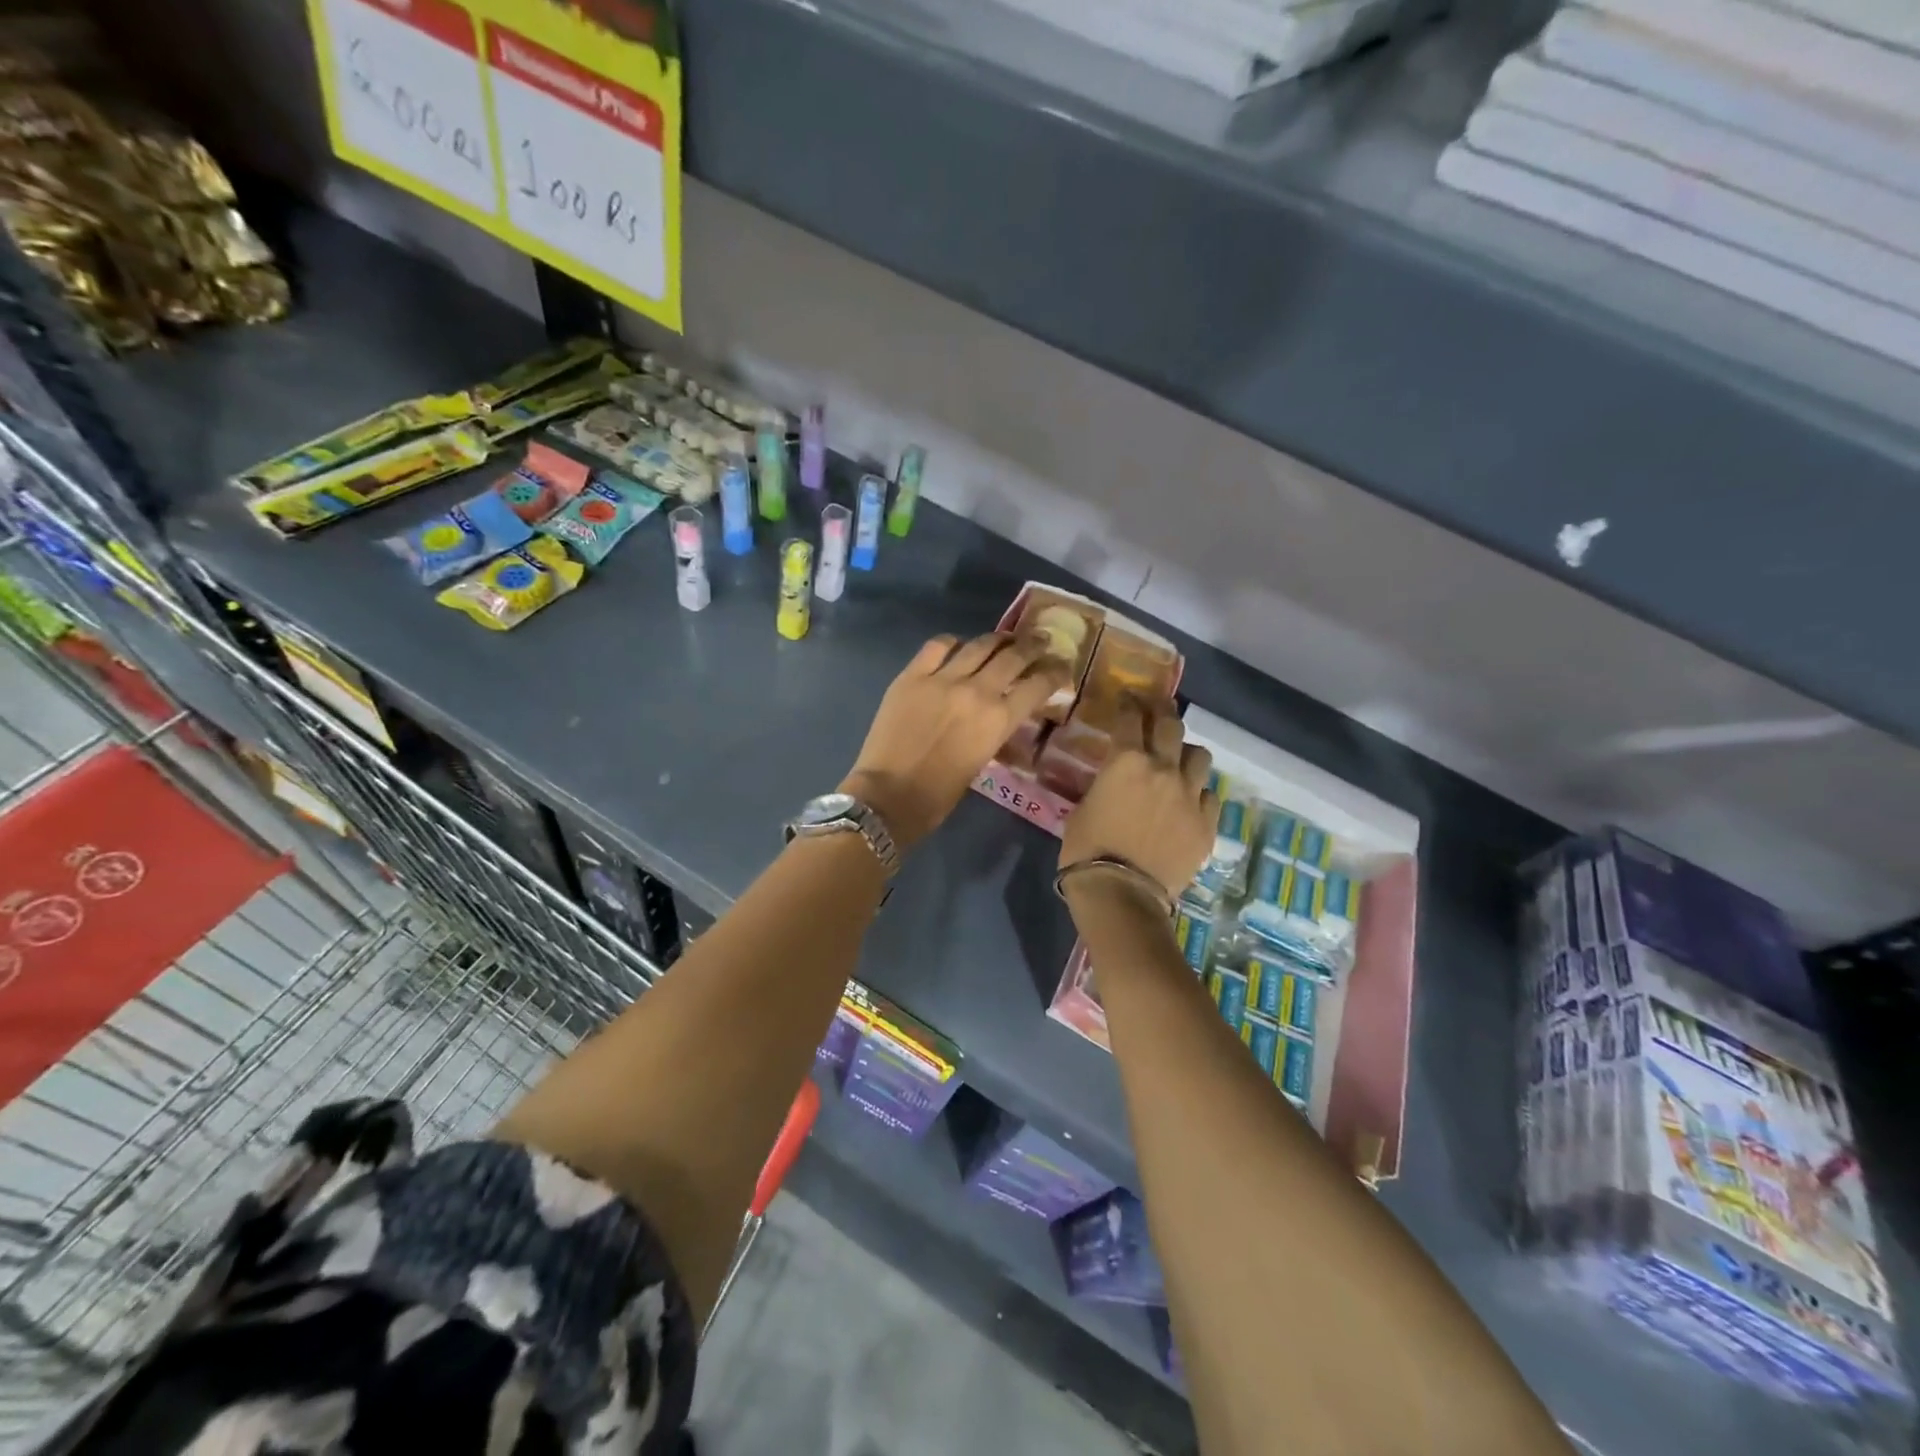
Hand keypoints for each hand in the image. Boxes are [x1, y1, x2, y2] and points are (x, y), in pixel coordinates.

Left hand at [843, 634, 1067, 850]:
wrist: (887, 796)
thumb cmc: (938, 795)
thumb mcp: (981, 761)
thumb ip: (995, 731)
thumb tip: (1001, 714)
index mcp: (999, 720)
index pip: (1037, 685)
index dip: (1055, 673)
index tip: (1062, 667)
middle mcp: (977, 690)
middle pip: (1013, 656)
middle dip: (1033, 647)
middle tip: (1042, 641)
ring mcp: (942, 678)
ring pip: (979, 645)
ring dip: (999, 639)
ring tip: (1006, 639)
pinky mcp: (911, 675)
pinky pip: (937, 646)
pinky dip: (953, 643)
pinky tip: (957, 646)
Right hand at [1060, 701, 1218, 900]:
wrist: (1121, 893)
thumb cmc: (1086, 849)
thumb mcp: (1083, 807)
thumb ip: (1104, 784)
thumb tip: (1114, 780)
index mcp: (1127, 761)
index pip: (1131, 718)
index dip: (1129, 704)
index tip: (1128, 698)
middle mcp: (1164, 769)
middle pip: (1171, 725)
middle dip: (1162, 712)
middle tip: (1156, 710)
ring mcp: (1190, 796)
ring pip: (1199, 756)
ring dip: (1185, 753)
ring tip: (1177, 760)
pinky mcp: (1206, 823)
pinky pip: (1210, 795)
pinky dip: (1198, 793)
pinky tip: (1188, 802)